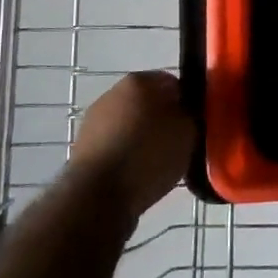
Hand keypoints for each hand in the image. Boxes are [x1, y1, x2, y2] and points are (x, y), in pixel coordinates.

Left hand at [67, 71, 194, 219]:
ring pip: (130, 123)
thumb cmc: (148, 156)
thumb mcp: (188, 133)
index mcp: (139, 81)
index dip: (186, 101)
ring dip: (143, 137)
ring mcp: (94, 120)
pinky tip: (137, 173)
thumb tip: (182, 113)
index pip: (172, 82)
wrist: (97, 197)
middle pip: (148, 101)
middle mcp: (113, 93)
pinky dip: (126, 153)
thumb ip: (189, 115)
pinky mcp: (83, 147)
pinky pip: (116, 144)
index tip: (194, 122)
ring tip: (158, 161)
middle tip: (179, 142)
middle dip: (162, 118)